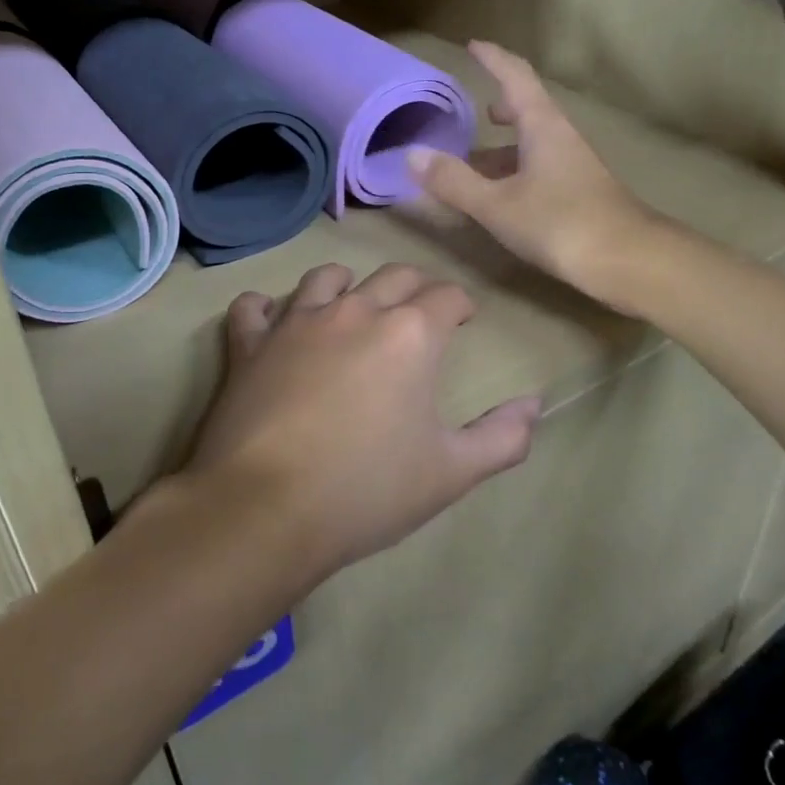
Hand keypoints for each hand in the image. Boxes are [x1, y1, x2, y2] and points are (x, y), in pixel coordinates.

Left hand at [187, 262, 542, 580]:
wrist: (266, 509)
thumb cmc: (367, 490)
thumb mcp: (451, 473)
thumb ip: (502, 437)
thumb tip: (534, 406)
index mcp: (410, 334)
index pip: (447, 296)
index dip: (461, 304)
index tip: (465, 318)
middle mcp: (356, 311)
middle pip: (394, 275)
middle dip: (416, 287)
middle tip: (420, 310)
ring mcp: (297, 322)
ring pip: (327, 278)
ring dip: (346, 285)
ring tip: (352, 306)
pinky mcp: (250, 344)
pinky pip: (253, 307)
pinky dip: (265, 308)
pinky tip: (271, 320)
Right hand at [407, 41, 656, 303]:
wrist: (628, 261)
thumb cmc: (560, 223)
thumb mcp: (497, 204)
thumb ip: (454, 180)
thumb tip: (412, 154)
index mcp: (542, 125)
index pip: (515, 76)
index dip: (493, 58)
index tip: (472, 45)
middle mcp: (560, 137)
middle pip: (528, 108)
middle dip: (500, 105)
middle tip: (475, 112)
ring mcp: (573, 165)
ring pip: (533, 143)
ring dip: (504, 146)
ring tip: (474, 161)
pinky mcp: (579, 192)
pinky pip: (539, 168)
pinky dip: (514, 172)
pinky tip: (500, 196)